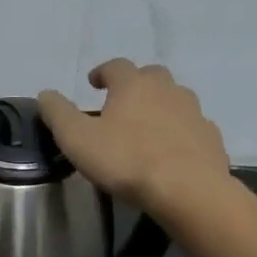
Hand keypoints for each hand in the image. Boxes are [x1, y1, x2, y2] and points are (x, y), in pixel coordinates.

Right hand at [38, 61, 237, 222]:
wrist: (188, 190)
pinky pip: (191, 128)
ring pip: (175, 100)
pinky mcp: (211, 139)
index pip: (116, 66)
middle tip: (120, 103)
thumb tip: (45, 94)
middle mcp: (167, 90)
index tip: (93, 83)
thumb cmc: (126, 159)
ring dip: (159, 107)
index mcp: (133, 85)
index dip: (102, 72)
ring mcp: (194, 113)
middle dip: (135, 85)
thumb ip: (57, 113)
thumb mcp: (76, 138)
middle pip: (151, 76)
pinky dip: (179, 133)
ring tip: (145, 128)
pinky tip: (169, 152)